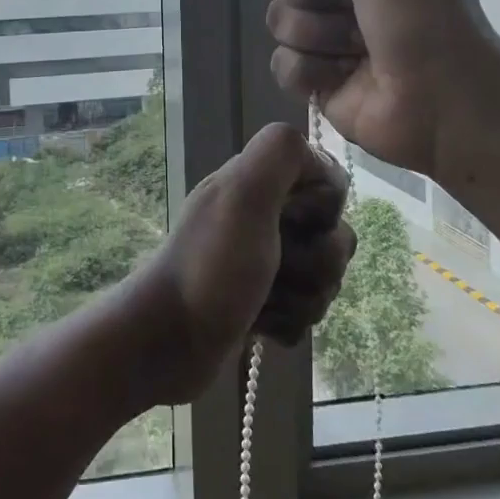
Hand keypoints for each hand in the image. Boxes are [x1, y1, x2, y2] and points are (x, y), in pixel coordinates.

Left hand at [130, 123, 354, 404]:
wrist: (166, 344)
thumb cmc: (210, 267)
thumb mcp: (243, 193)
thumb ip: (279, 154)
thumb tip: (317, 158)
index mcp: (257, 181)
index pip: (329, 182)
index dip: (323, 208)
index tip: (292, 221)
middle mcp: (263, 215)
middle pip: (333, 235)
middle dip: (315, 263)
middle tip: (276, 270)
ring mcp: (263, 261)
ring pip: (324, 278)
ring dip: (301, 298)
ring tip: (263, 303)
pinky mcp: (263, 303)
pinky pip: (306, 312)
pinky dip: (288, 322)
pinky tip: (260, 326)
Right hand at [267, 0, 499, 180]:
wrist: (441, 96)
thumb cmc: (424, 9)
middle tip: (353, 0)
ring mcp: (327, 31)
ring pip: (279, 16)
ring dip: (318, 31)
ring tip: (358, 45)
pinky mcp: (316, 76)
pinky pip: (281, 63)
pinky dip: (311, 70)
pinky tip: (343, 75)